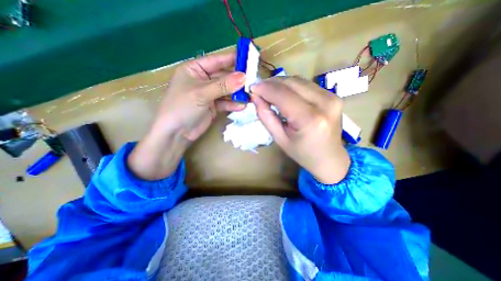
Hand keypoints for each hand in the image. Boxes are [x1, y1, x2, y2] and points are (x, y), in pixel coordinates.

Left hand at [128, 52, 246, 179]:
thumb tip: (244, 77)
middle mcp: (203, 80)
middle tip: (253, 81)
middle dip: (237, 80)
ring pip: (226, 91)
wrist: (176, 133)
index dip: (231, 59)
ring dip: (237, 93)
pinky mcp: (213, 107)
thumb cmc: (182, 107)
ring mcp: (209, 94)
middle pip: (223, 76)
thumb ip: (223, 85)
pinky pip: (226, 103)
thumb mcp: (202, 93)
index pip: (216, 61)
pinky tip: (242, 106)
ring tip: (250, 95)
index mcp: (194, 70)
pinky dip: (233, 105)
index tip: (247, 58)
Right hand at [253, 76, 348, 184]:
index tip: (252, 88)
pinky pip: (306, 84)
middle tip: (259, 90)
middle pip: (291, 83)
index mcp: (310, 119)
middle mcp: (324, 103)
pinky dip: (291, 86)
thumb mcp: (280, 139)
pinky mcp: (333, 95)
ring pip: (298, 80)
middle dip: (271, 83)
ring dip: (281, 83)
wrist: (330, 158)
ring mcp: (331, 97)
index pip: (283, 95)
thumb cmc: (303, 153)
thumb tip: (256, 97)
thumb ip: (266, 117)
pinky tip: (284, 94)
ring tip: (269, 92)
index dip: (265, 89)